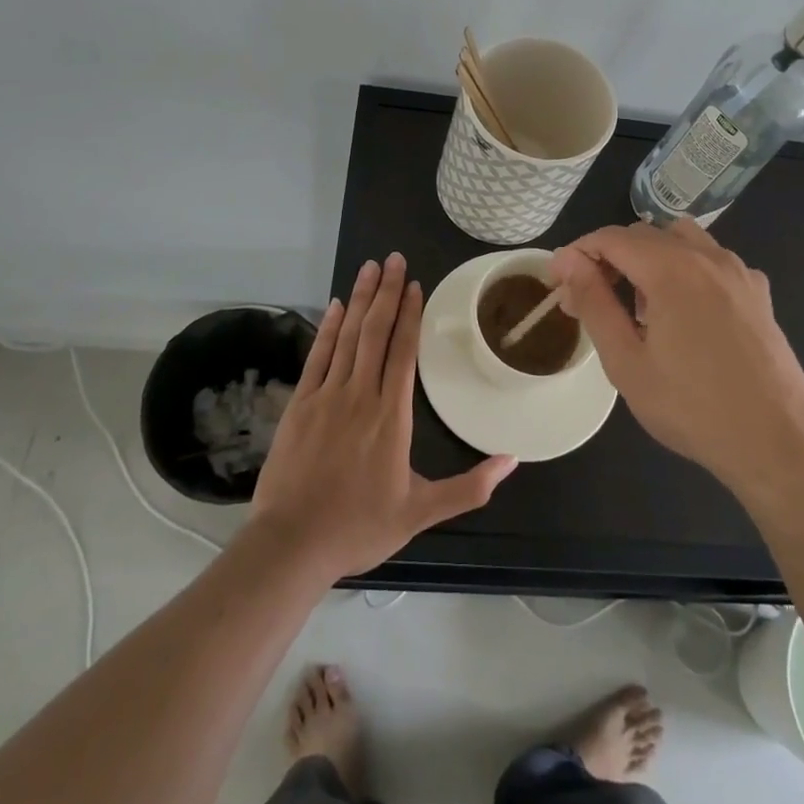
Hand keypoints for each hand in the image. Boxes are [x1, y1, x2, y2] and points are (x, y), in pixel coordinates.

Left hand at [250, 253, 515, 580]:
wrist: (292, 544)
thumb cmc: (359, 527)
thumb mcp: (421, 513)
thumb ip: (468, 487)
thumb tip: (512, 461)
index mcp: (391, 416)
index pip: (403, 352)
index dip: (410, 314)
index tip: (415, 285)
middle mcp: (361, 395)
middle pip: (376, 332)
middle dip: (387, 292)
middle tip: (394, 259)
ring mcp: (327, 396)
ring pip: (348, 336)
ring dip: (361, 299)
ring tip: (370, 268)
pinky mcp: (300, 404)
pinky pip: (318, 356)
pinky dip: (328, 328)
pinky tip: (336, 306)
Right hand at [550, 221, 803, 499]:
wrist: (779, 444)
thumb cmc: (693, 407)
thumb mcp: (626, 362)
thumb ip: (594, 303)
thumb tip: (568, 262)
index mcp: (670, 268)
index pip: (610, 238)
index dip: (577, 253)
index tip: (557, 282)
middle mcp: (706, 256)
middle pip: (644, 234)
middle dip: (609, 257)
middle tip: (589, 299)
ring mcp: (738, 271)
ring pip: (681, 239)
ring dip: (649, 257)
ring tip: (638, 303)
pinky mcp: (758, 293)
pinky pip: (712, 260)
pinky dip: (686, 269)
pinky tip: (685, 311)